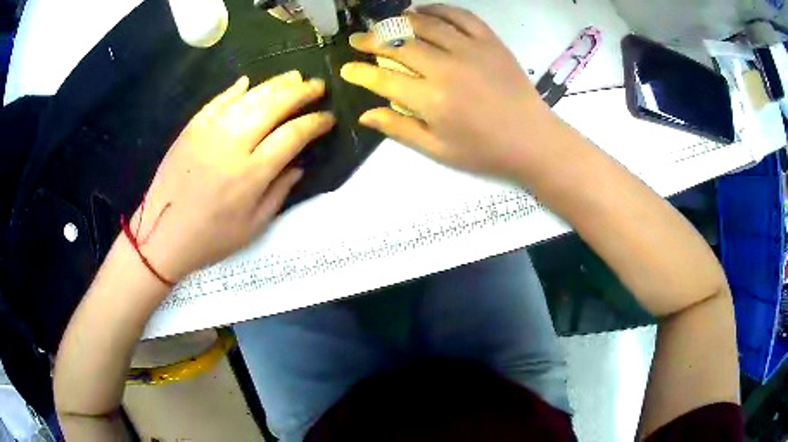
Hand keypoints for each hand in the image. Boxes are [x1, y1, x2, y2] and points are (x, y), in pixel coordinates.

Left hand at [130, 71, 334, 281]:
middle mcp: (232, 146)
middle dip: (301, 92)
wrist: (161, 236)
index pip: (292, 135)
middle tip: (317, 86)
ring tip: (294, 77)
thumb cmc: (210, 239)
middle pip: (273, 106)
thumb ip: (279, 193)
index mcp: (251, 175)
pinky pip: (217, 101)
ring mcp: (209, 132)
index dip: (315, 123)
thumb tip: (298, 164)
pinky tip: (249, 82)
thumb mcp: (253, 228)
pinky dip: (235, 89)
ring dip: (275, 84)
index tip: (328, 118)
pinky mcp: (191, 129)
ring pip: (248, 97)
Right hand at [341, 4, 560, 180]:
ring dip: (400, 21)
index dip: (360, 73)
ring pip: (425, 24)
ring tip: (386, 25)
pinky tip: (423, 12)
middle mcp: (447, 68)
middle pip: (399, 44)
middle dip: (372, 40)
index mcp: (432, 100)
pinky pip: (460, 16)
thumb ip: (400, 129)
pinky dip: (437, 10)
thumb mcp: (439, 150)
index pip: (383, 79)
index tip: (346, 68)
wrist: (533, 139)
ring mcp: (470, 50)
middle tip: (358, 40)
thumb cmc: (485, 151)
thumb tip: (366, 115)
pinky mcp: (490, 41)